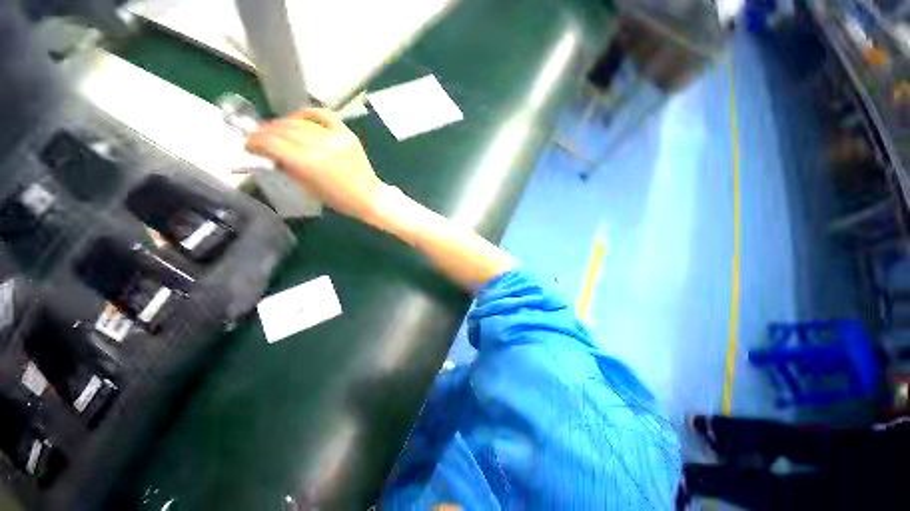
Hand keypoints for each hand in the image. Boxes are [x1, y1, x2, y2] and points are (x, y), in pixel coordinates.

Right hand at [246, 108, 386, 222]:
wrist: (370, 196)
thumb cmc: (340, 200)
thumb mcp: (309, 189)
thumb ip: (289, 169)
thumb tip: (270, 154)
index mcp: (310, 164)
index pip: (273, 144)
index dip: (255, 142)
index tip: (248, 145)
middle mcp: (321, 146)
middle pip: (283, 130)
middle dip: (265, 132)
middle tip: (257, 137)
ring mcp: (336, 137)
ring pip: (300, 122)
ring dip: (282, 123)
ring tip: (274, 129)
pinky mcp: (347, 133)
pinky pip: (323, 114)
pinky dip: (307, 113)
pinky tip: (298, 118)